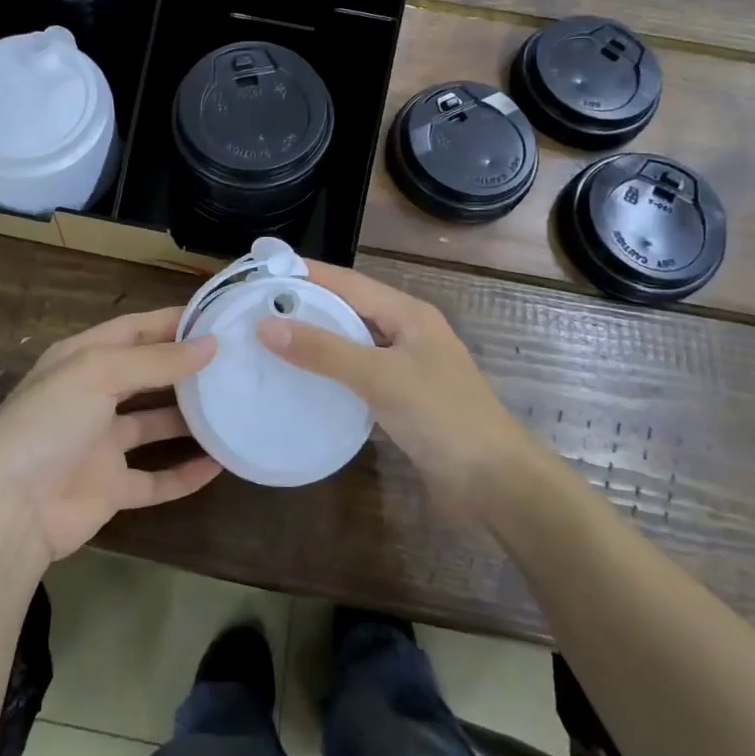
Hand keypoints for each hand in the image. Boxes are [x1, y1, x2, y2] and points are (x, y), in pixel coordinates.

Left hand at [0, 308, 220, 567]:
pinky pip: (156, 478)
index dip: (170, 321)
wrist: (10, 510)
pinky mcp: (111, 488)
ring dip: (189, 418)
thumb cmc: (49, 423)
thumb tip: (210, 344)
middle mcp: (92, 396)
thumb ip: (155, 360)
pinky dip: (185, 473)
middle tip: (232, 360)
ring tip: (233, 406)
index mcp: (81, 360)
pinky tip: (219, 465)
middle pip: (146, 374)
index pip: (132, 329)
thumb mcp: (99, 373)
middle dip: (184, 366)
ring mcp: (101, 444)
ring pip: (155, 424)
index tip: (215, 317)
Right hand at [257, 263, 527, 501]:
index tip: (264, 271)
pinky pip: (359, 374)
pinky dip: (331, 372)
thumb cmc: (442, 417)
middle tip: (257, 307)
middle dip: (307, 305)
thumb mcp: (380, 377)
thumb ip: (324, 351)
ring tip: (271, 340)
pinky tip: (304, 382)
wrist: (496, 484)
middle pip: (350, 309)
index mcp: (409, 314)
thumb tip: (265, 325)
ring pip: (353, 342)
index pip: (348, 282)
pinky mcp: (404, 400)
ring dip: (317, 339)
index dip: (307, 274)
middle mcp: (408, 333)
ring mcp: (408, 367)